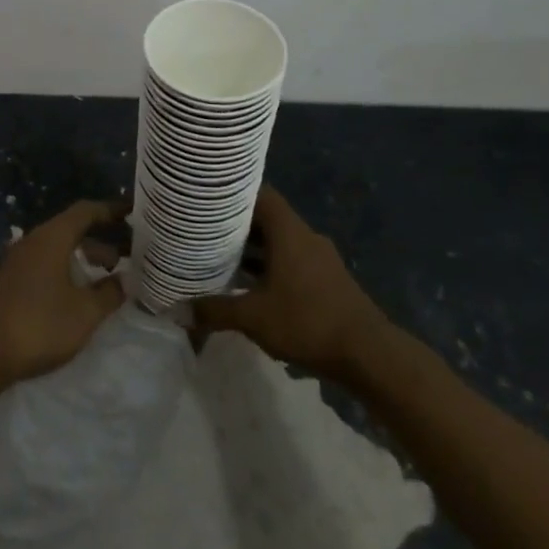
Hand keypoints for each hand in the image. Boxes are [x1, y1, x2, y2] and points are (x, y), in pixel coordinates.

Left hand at [0, 200, 126, 384]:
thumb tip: (123, 281)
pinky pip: (47, 262)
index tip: (133, 215)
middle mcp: (35, 240)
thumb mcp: (85, 312)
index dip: (111, 210)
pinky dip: (67, 268)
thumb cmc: (40, 324)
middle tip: (127, 254)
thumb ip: (108, 294)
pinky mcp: (11, 280)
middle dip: (101, 238)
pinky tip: (77, 292)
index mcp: (53, 237)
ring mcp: (19, 260)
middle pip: (72, 228)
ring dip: (84, 256)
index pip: (86, 211)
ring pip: (59, 247)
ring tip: (107, 276)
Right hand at [194, 187, 389, 382]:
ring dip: (254, 249)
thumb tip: (178, 311)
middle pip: (268, 218)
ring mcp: (320, 259)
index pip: (260, 194)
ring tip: (221, 256)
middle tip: (205, 228)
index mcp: (289, 231)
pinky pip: (292, 261)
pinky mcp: (327, 280)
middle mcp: (305, 237)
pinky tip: (251, 286)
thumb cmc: (308, 321)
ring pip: (280, 242)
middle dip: (237, 224)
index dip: (234, 193)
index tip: (208, 196)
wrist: (369, 354)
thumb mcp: (254, 317)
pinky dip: (270, 267)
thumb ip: (216, 310)